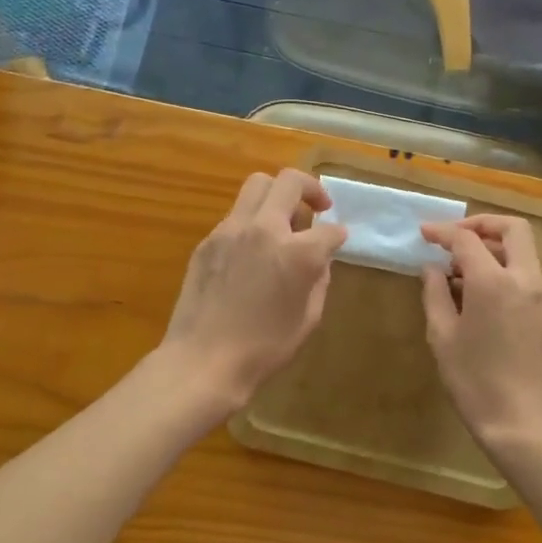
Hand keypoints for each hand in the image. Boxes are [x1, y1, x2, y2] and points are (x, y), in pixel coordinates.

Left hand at [162, 169, 346, 409]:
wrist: (203, 361)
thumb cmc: (264, 348)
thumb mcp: (308, 317)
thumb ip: (319, 278)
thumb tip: (320, 258)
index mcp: (297, 252)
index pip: (329, 229)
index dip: (338, 235)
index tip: (338, 241)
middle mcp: (265, 229)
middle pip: (290, 181)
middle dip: (311, 188)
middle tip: (318, 207)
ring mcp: (231, 230)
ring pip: (257, 185)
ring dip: (277, 195)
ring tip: (283, 222)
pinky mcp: (208, 240)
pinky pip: (236, 215)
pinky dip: (252, 221)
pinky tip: (253, 249)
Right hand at [420, 215, 541, 455]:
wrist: (525, 425)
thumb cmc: (475, 382)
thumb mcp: (443, 337)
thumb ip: (435, 294)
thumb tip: (432, 268)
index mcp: (494, 281)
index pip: (467, 239)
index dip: (442, 232)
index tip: (423, 233)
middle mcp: (524, 279)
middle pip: (512, 228)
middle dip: (481, 224)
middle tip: (453, 238)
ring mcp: (541, 296)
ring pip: (523, 250)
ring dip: (493, 247)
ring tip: (460, 270)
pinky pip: (526, 274)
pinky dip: (504, 268)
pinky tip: (479, 293)